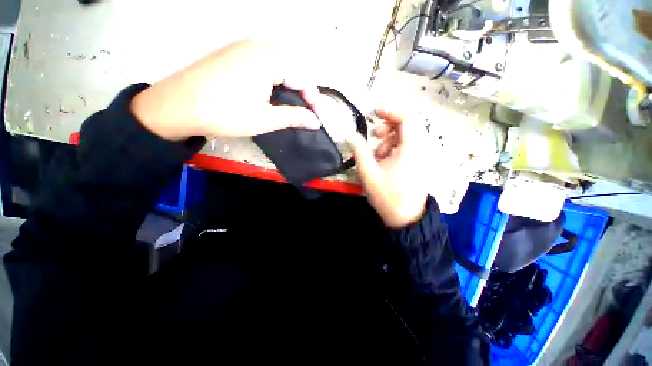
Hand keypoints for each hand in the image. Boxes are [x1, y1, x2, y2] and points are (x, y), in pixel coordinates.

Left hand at [131, 40, 321, 140]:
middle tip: (307, 114)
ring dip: (289, 88)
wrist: (177, 106)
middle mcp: (258, 46)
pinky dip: (275, 82)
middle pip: (292, 70)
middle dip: (303, 93)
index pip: (303, 77)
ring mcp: (243, 48)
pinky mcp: (233, 55)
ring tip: (293, 107)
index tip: (318, 119)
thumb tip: (315, 122)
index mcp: (269, 58)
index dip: (314, 100)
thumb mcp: (265, 118)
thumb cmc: (225, 113)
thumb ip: (294, 117)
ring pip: (279, 67)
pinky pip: (264, 66)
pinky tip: (273, 96)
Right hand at [346, 109, 428, 227]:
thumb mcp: (369, 172)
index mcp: (411, 148)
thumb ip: (359, 151)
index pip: (406, 118)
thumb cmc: (387, 196)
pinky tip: (383, 163)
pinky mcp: (415, 165)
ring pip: (403, 138)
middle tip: (374, 136)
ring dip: (387, 142)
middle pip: (405, 127)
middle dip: (387, 128)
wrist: (405, 219)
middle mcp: (419, 149)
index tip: (374, 111)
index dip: (390, 110)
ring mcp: (419, 157)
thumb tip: (349, 134)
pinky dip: (391, 151)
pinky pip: (404, 149)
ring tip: (377, 157)